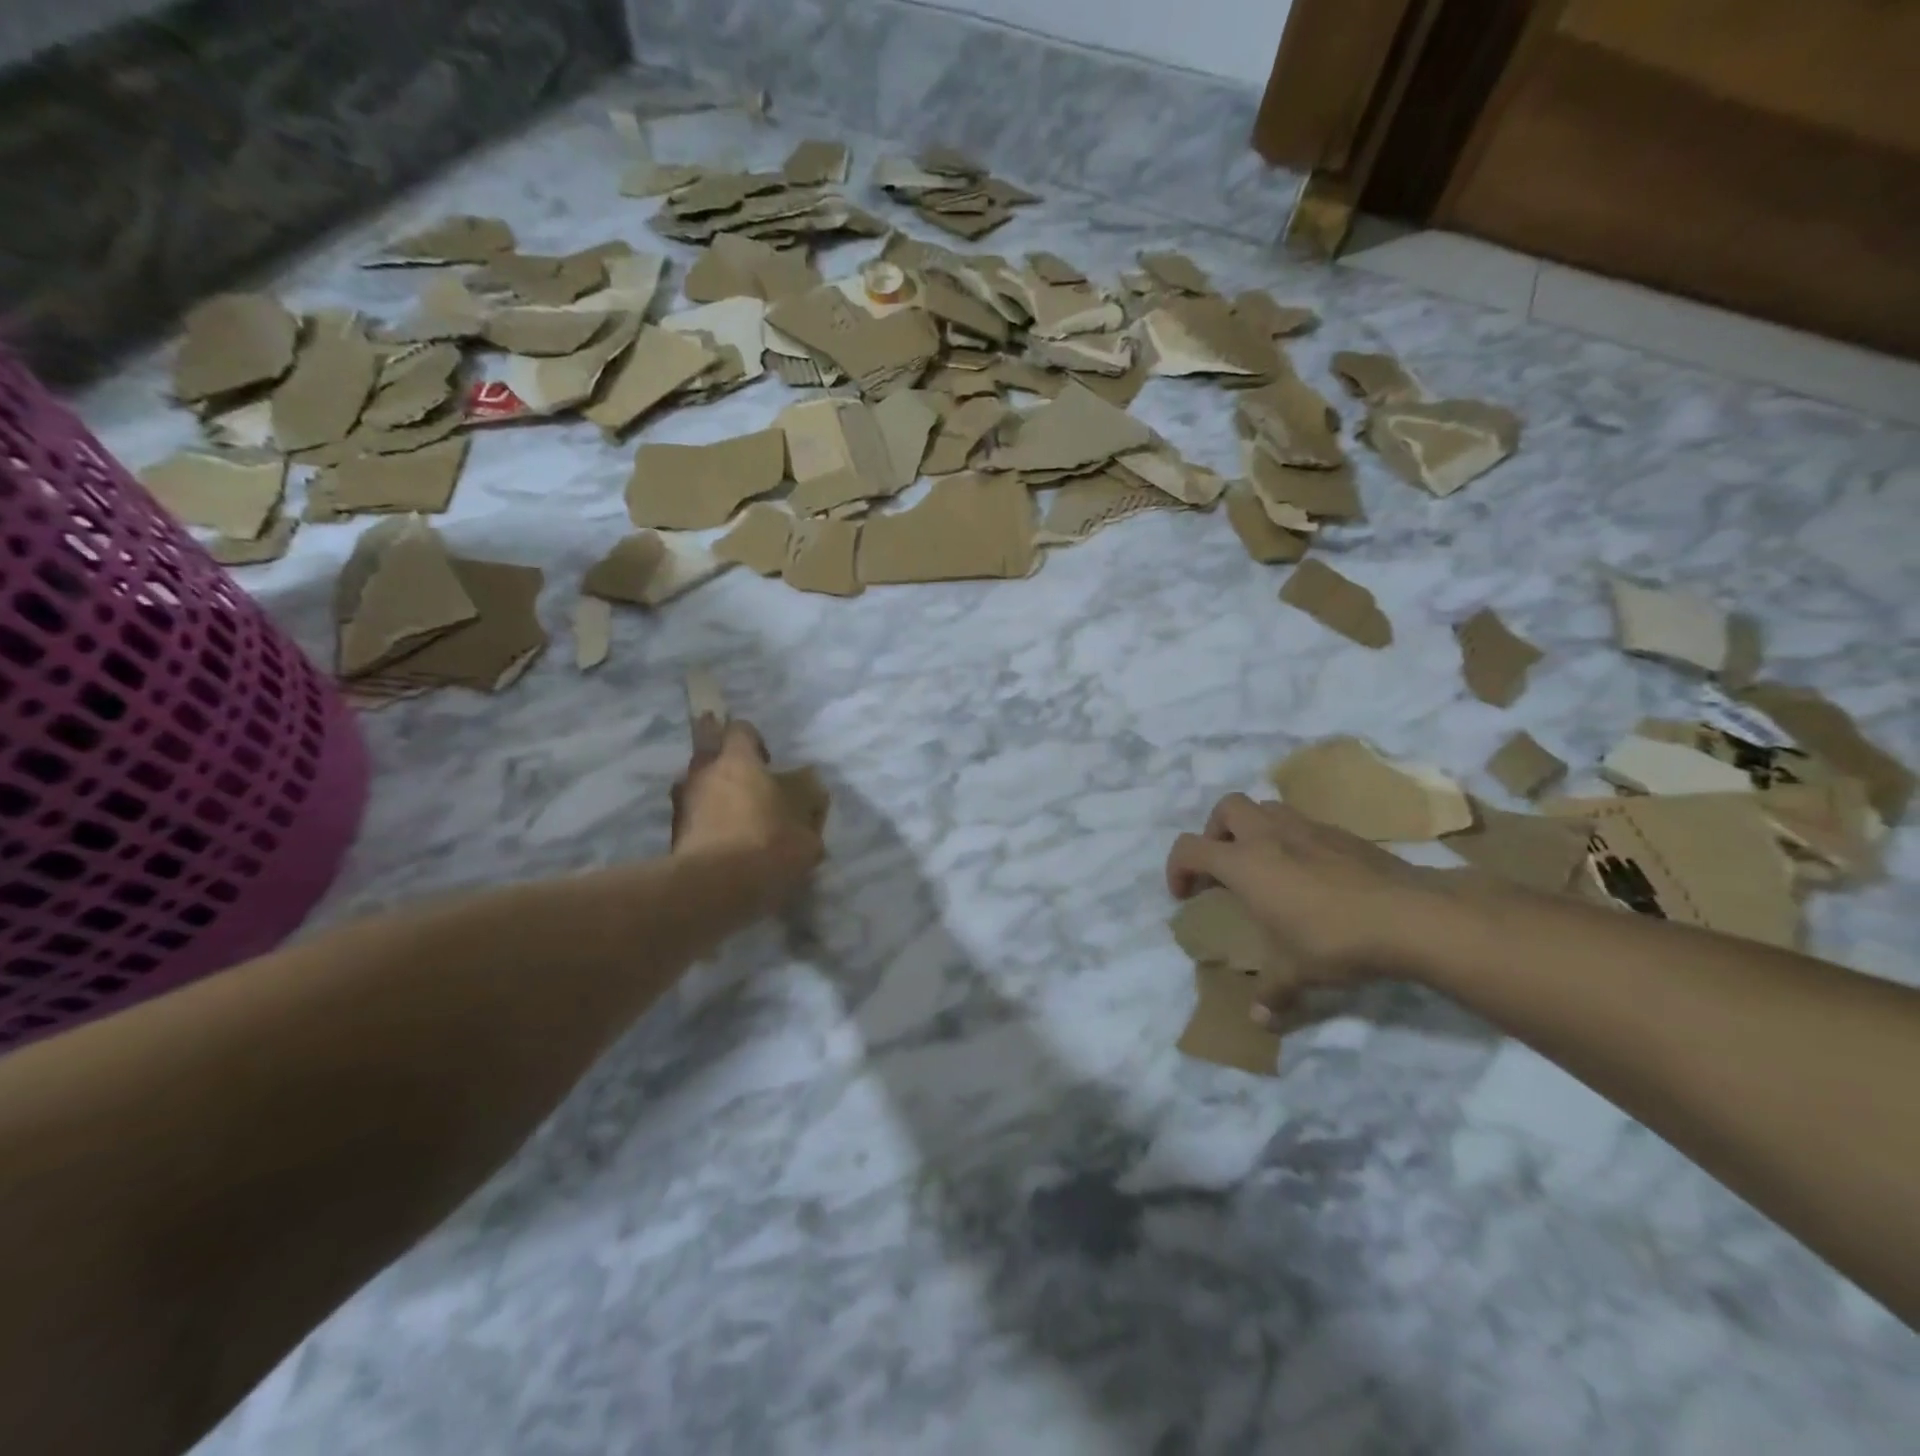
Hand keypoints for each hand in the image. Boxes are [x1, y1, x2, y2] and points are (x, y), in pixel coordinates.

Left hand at [672, 720, 823, 900]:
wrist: (715, 890)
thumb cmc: (768, 844)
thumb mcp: (808, 825)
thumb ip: (808, 800)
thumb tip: (807, 785)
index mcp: (737, 760)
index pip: (741, 729)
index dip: (755, 741)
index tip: (769, 764)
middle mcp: (703, 773)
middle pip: (710, 753)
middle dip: (726, 764)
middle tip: (749, 787)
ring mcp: (682, 804)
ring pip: (698, 787)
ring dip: (714, 796)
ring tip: (737, 821)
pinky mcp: (672, 835)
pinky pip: (693, 819)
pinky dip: (707, 825)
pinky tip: (726, 846)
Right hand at [1167, 794, 1466, 998]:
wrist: (1411, 916)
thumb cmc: (1335, 939)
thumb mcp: (1295, 972)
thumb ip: (1272, 992)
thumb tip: (1259, 1021)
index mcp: (1245, 863)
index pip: (1190, 848)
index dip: (1176, 868)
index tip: (1184, 895)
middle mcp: (1270, 835)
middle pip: (1226, 808)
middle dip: (1215, 831)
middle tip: (1223, 865)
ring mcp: (1308, 828)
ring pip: (1266, 808)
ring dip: (1254, 829)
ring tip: (1265, 865)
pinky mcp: (1342, 833)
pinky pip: (1303, 824)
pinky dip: (1293, 840)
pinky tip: (1310, 874)